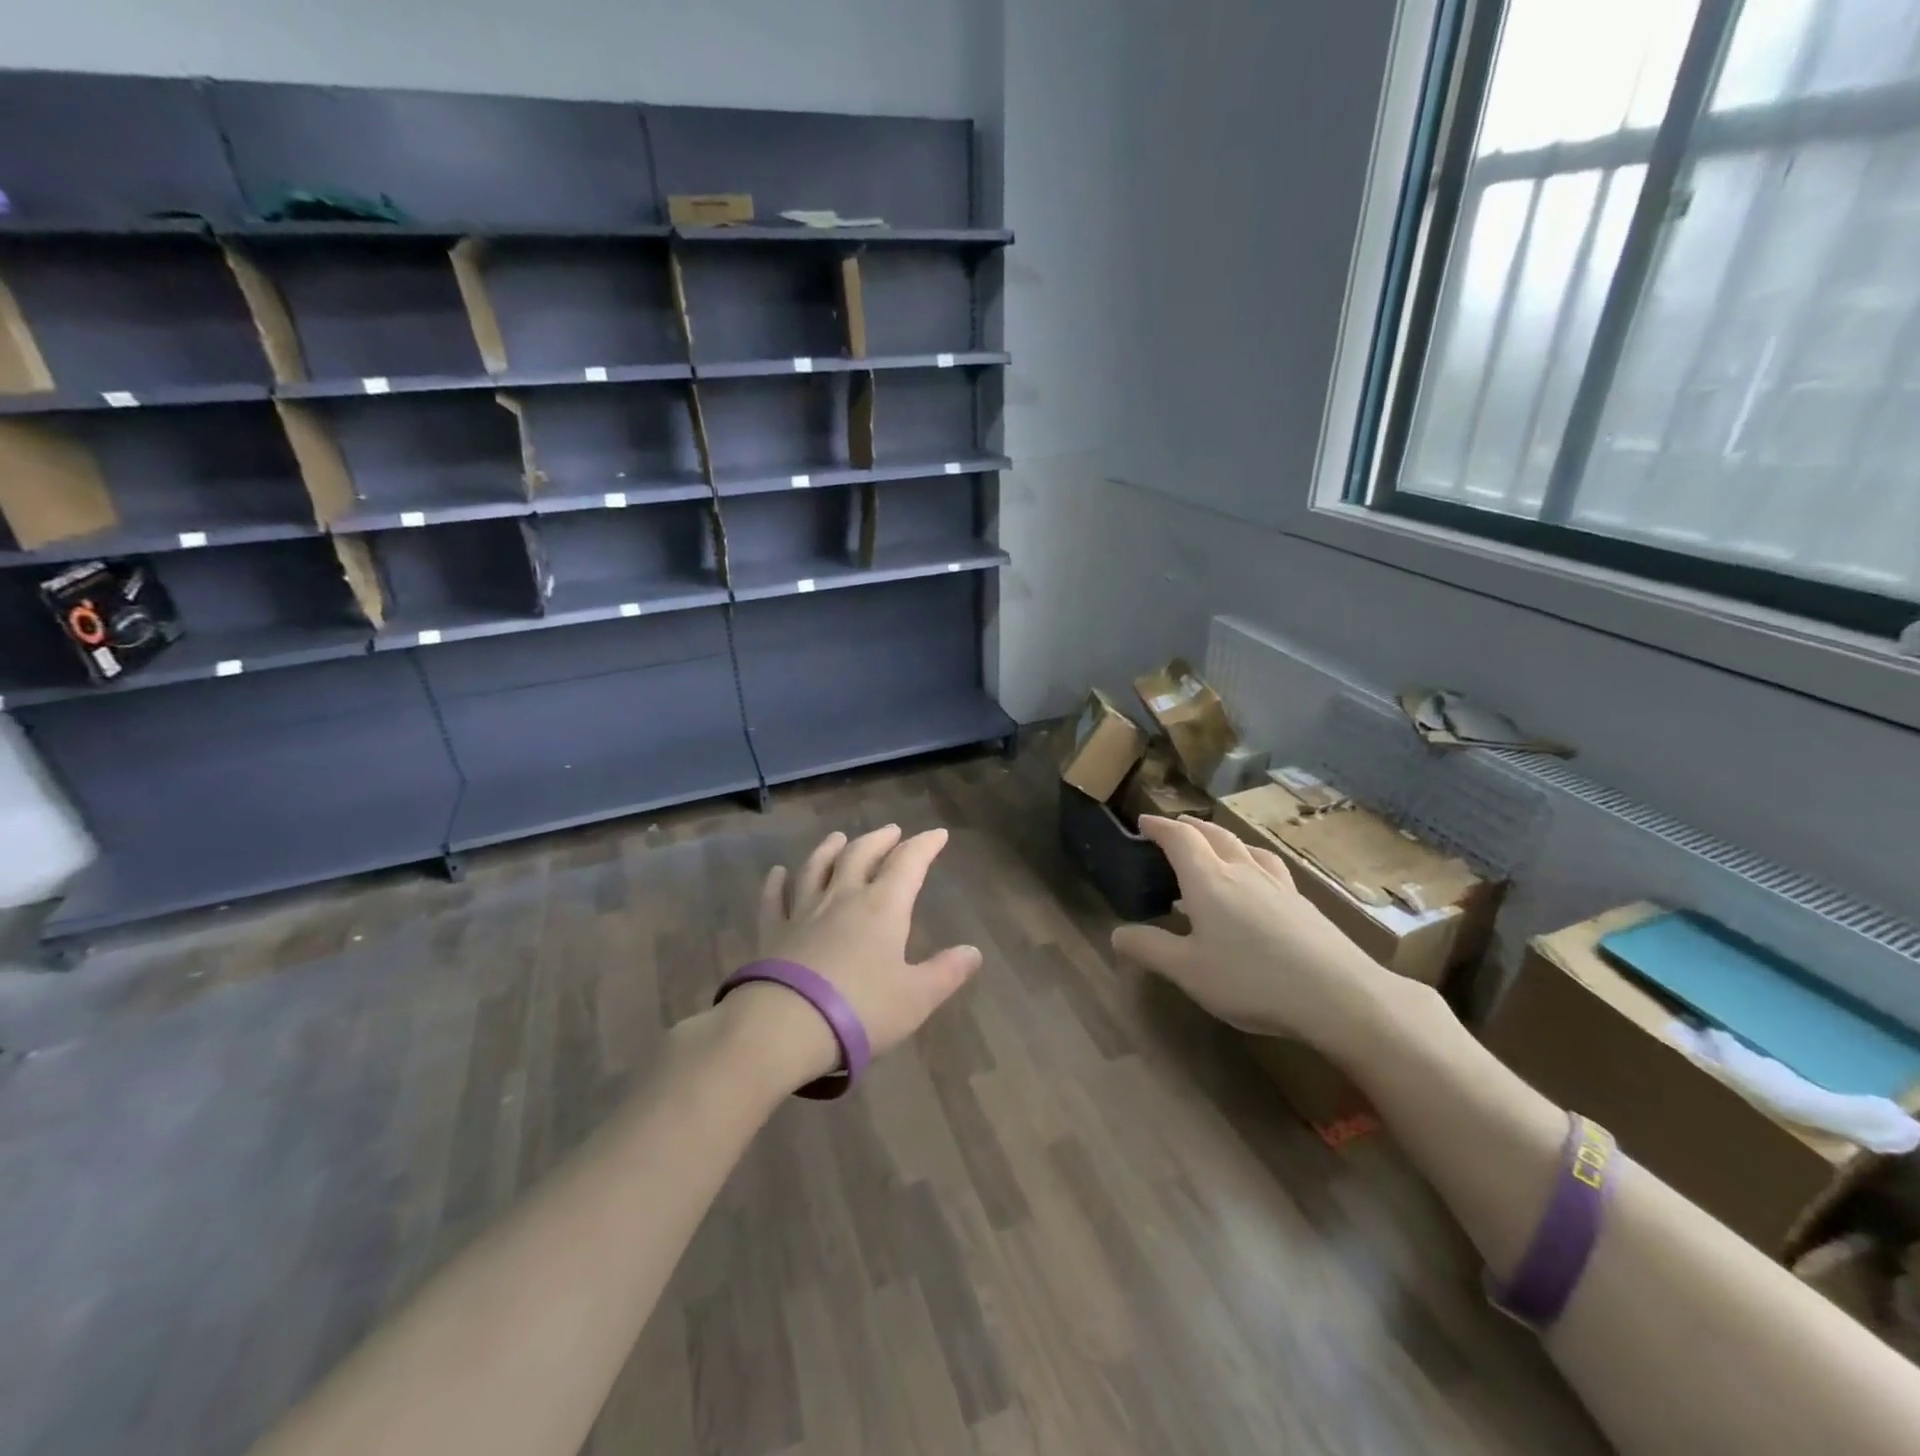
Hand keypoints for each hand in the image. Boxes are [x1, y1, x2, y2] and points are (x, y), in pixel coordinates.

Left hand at [719, 825, 982, 1091]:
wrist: (786, 1025)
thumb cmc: (861, 1009)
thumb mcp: (916, 998)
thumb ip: (946, 972)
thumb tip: (973, 952)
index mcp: (883, 907)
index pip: (908, 863)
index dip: (925, 845)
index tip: (938, 834)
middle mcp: (843, 897)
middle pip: (861, 855)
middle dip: (880, 840)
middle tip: (891, 831)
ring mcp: (804, 911)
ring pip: (817, 867)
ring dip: (829, 849)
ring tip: (838, 837)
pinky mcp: (773, 932)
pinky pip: (774, 899)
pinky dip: (776, 883)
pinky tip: (776, 872)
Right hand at [1110, 815, 1394, 1050]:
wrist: (1338, 994)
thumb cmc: (1251, 979)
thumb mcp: (1188, 971)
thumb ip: (1150, 949)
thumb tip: (1115, 934)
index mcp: (1208, 881)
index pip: (1179, 839)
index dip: (1159, 827)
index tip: (1144, 822)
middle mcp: (1242, 872)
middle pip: (1214, 835)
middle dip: (1190, 827)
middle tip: (1174, 826)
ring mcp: (1277, 885)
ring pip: (1245, 847)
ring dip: (1222, 838)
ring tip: (1215, 843)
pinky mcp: (1302, 903)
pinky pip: (1269, 866)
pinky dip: (1251, 859)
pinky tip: (1258, 879)